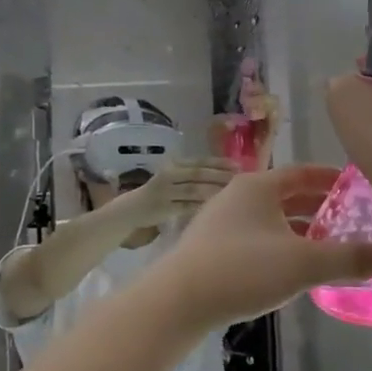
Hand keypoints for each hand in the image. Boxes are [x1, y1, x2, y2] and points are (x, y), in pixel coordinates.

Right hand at [115, 158, 238, 226]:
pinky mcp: (164, 208)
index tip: (238, 165)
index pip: (199, 161)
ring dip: (214, 191)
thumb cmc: (159, 194)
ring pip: (194, 190)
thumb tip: (224, 174)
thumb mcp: (173, 178)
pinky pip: (187, 206)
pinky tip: (216, 208)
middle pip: (198, 174)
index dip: (219, 162)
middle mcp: (169, 174)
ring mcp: (165, 191)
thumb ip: (192, 176)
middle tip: (240, 179)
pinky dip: (202, 206)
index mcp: (173, 164)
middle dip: (220, 175)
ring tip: (232, 193)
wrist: (131, 209)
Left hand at [145, 166, 371, 334]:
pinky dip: (281, 244)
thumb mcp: (304, 264)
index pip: (305, 173)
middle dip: (321, 207)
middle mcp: (239, 195)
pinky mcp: (212, 247)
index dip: (333, 180)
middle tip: (353, 221)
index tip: (360, 189)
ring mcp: (222, 221)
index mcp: (259, 186)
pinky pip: (257, 237)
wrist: (177, 301)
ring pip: (272, 219)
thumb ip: (350, 259)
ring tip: (330, 246)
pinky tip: (293, 268)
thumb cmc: (243, 270)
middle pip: (288, 195)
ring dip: (301, 229)